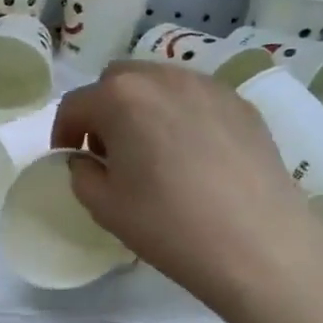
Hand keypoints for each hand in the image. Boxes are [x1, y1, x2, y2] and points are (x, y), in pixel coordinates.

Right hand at [51, 62, 322, 310]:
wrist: (259, 245)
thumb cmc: (169, 225)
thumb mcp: (104, 207)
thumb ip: (81, 174)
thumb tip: (87, 160)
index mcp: (120, 98)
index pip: (75, 104)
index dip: (63, 132)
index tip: (69, 159)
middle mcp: (163, 77)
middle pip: (117, 81)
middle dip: (104, 111)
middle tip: (109, 152)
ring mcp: (208, 87)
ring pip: (160, 84)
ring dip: (142, 109)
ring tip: (152, 152)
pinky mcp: (242, 105)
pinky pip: (196, 99)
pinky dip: (180, 116)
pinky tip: (192, 156)